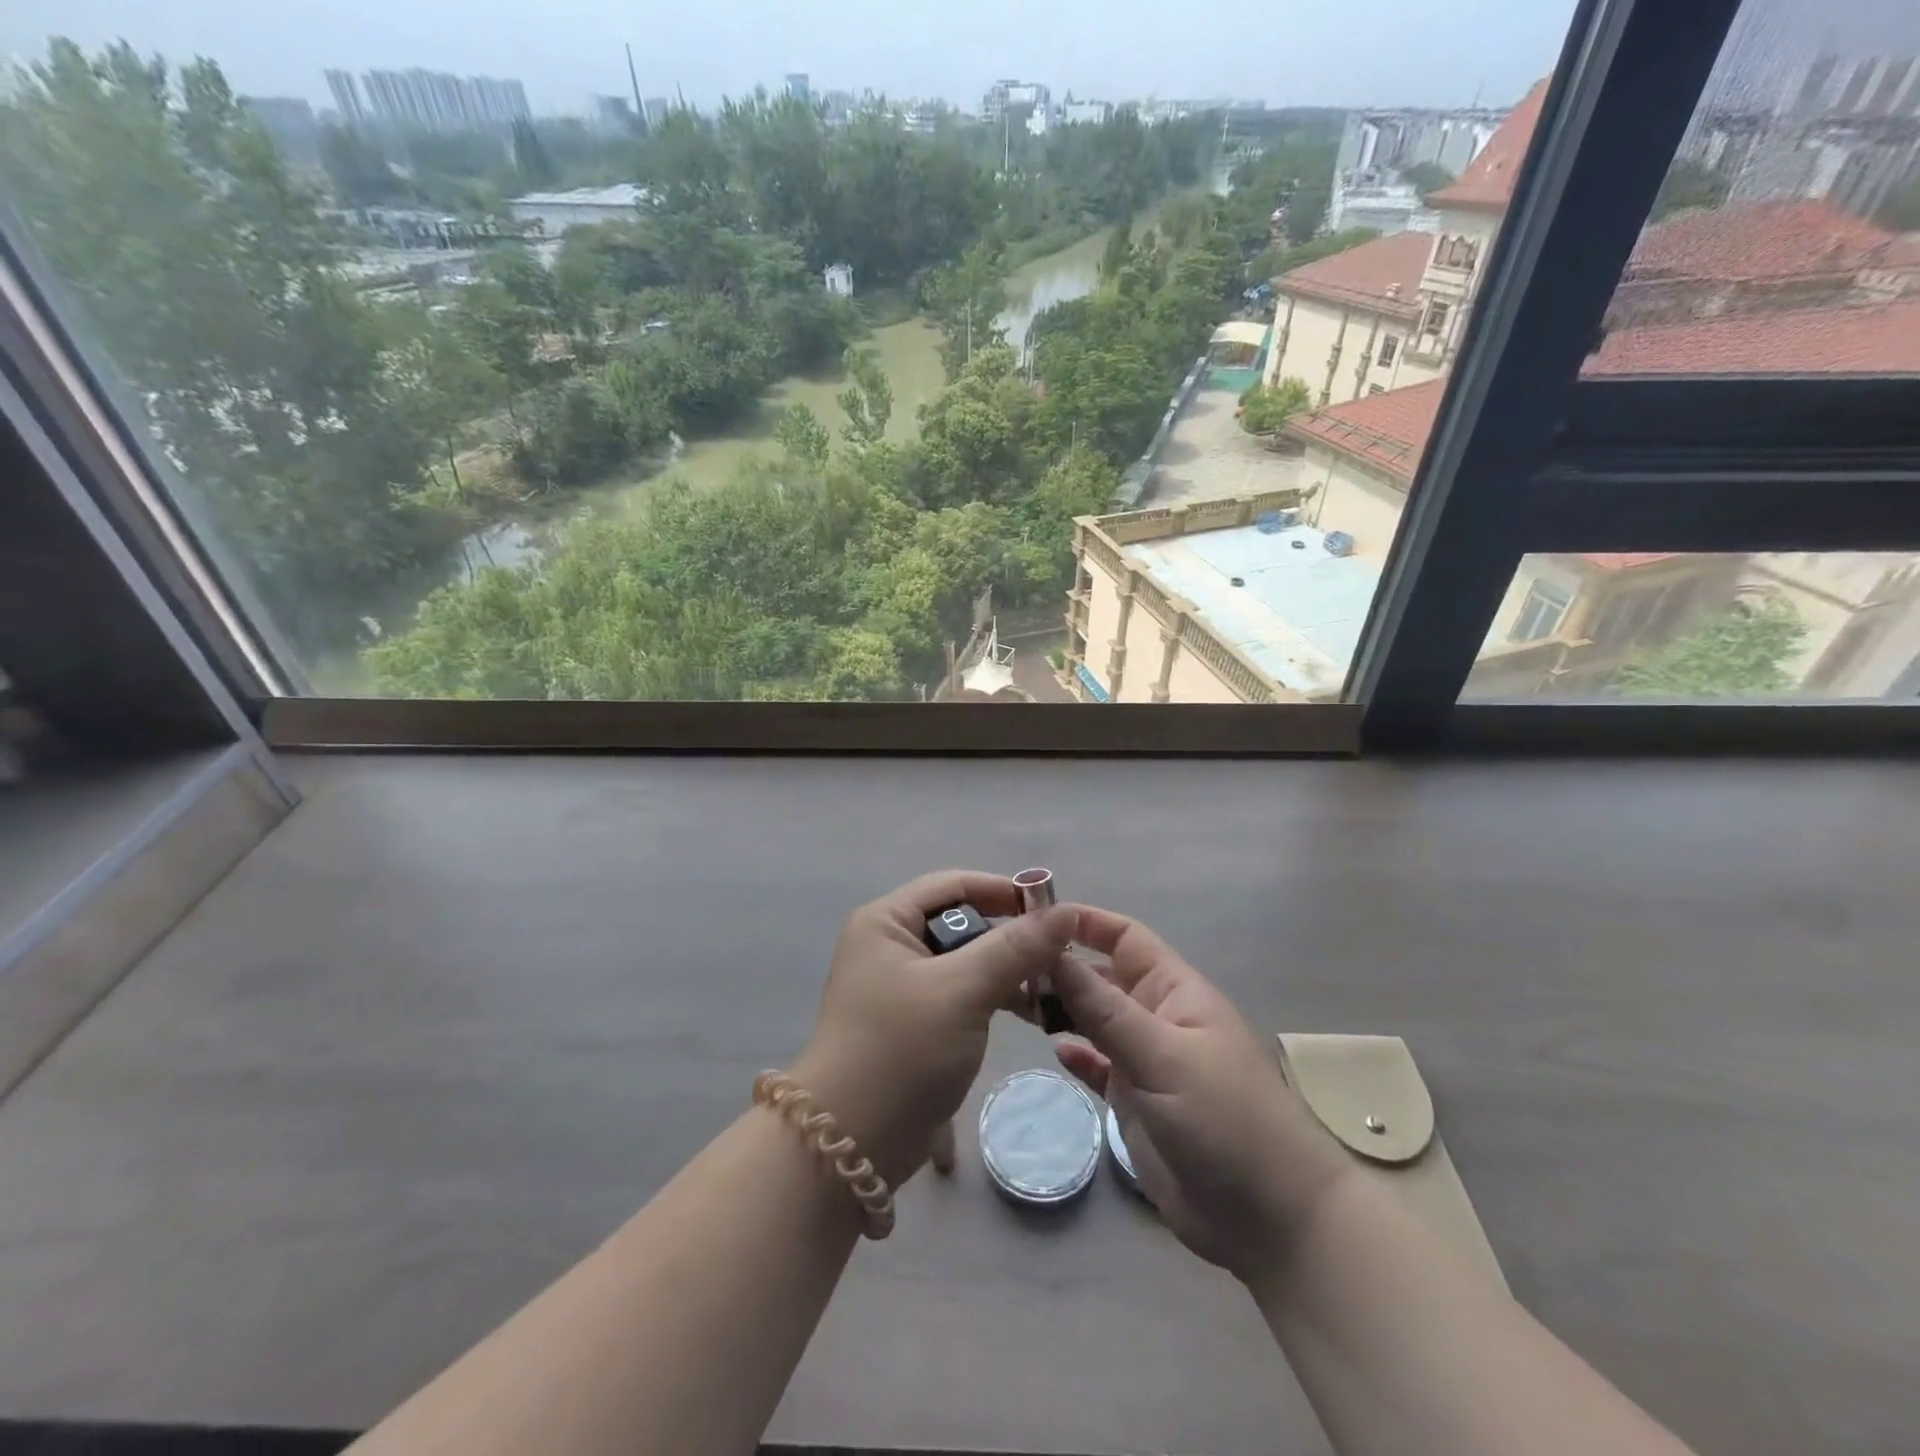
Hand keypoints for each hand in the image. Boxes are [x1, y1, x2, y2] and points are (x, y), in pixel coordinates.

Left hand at [791, 871, 1075, 1189]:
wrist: (851, 1145)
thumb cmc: (902, 1050)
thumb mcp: (962, 990)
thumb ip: (1015, 948)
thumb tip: (1066, 911)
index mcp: (886, 922)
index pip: (953, 884)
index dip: (1003, 891)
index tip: (1053, 912)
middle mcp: (889, 945)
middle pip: (961, 922)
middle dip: (1010, 937)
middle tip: (1060, 956)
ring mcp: (900, 986)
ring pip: (965, 961)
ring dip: (1007, 971)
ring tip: (1052, 989)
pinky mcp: (914, 1022)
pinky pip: (961, 993)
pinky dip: (993, 998)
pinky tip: (1029, 1014)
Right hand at [1051, 906, 1351, 1284]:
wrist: (1271, 1220)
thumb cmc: (1225, 1120)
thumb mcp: (1162, 1057)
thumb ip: (1104, 1008)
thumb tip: (1053, 953)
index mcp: (1173, 991)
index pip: (1123, 937)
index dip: (1083, 923)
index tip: (1032, 920)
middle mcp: (1156, 1017)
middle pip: (1101, 977)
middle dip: (1059, 968)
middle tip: (1004, 970)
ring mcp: (1146, 1060)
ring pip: (1094, 1020)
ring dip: (1061, 1009)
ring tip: (1014, 1003)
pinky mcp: (1137, 1102)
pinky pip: (1098, 1065)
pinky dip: (1077, 1054)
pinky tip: (1054, 1051)